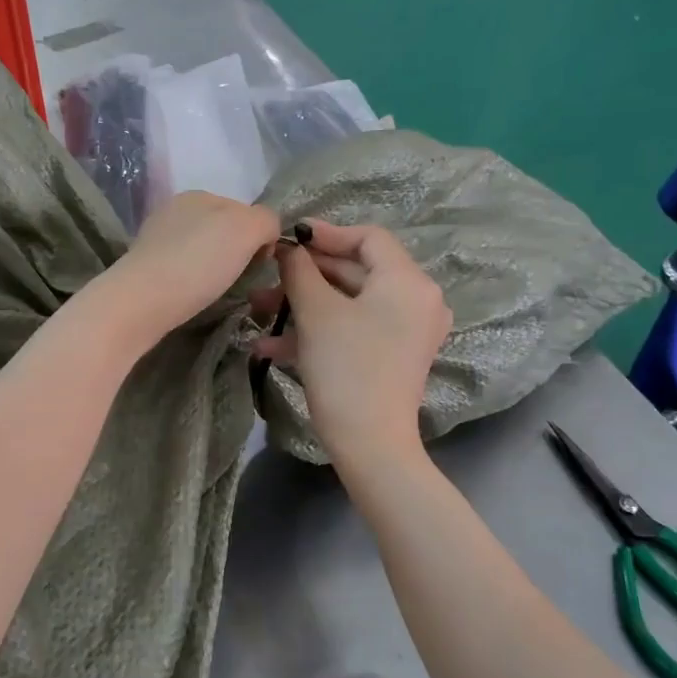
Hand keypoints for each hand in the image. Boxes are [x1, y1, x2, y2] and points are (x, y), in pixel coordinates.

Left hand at [96, 192, 280, 348]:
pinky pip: (182, 270)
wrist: (142, 301)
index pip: (245, 211)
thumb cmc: (198, 262)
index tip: (260, 265)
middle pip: (222, 231)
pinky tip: (192, 297)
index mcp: (199, 195)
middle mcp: (175, 210)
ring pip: (201, 251)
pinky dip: (192, 282)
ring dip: (214, 269)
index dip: (259, 238)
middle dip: (236, 253)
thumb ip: (266, 221)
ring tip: (215, 292)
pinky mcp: (144, 267)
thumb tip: (266, 234)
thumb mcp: (246, 229)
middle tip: (240, 281)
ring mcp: (156, 238)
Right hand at [252, 220, 450, 466]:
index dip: (326, 233)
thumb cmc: (345, 368)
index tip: (289, 237)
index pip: (368, 238)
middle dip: (306, 276)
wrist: (370, 444)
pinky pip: (355, 328)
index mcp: (408, 281)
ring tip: (259, 313)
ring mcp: (408, 330)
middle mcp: (417, 300)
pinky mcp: (394, 355)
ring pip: (349, 303)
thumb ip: (300, 270)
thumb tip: (289, 247)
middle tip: (265, 279)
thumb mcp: (316, 312)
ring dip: (303, 305)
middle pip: (356, 271)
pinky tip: (272, 347)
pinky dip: (319, 330)